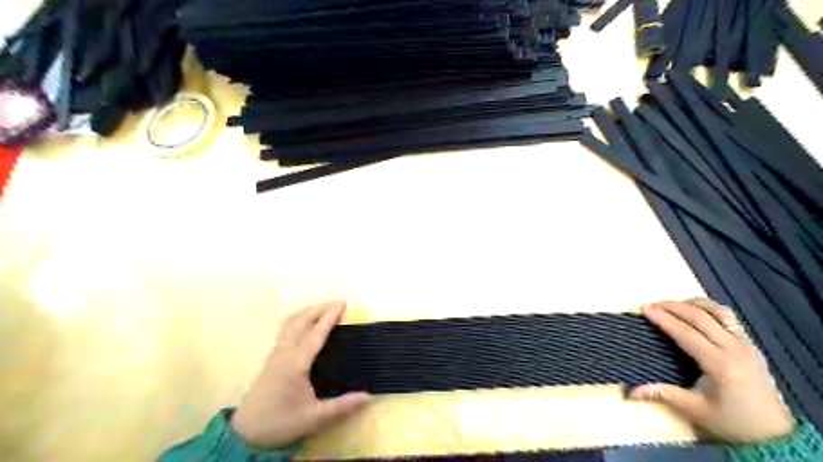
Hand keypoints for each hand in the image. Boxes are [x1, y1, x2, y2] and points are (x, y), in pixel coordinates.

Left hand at [229, 302, 367, 448]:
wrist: (245, 434)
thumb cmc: (281, 423)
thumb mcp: (314, 418)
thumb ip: (342, 406)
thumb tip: (368, 396)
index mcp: (296, 363)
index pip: (315, 333)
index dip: (329, 317)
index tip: (342, 304)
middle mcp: (284, 353)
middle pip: (300, 321)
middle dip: (319, 308)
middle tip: (337, 303)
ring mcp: (275, 354)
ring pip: (290, 323)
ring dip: (307, 312)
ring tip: (323, 308)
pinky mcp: (270, 358)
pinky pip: (285, 329)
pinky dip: (298, 319)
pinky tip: (304, 324)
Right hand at [627, 299, 794, 443]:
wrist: (774, 434)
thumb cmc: (732, 421)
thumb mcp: (695, 410)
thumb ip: (663, 394)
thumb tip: (631, 391)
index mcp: (720, 364)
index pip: (686, 333)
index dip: (663, 319)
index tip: (644, 309)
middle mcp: (734, 348)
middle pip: (700, 317)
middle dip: (672, 307)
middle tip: (651, 304)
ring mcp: (746, 344)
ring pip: (718, 312)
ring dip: (692, 304)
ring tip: (672, 305)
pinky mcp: (750, 345)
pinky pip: (729, 318)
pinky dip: (708, 309)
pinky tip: (695, 312)